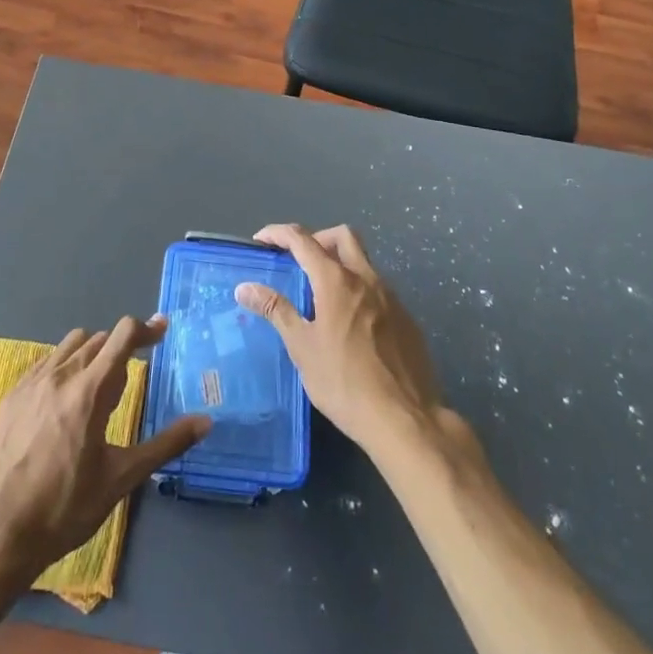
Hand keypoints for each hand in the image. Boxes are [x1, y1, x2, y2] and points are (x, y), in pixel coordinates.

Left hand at [0, 314, 209, 586]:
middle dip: (120, 352)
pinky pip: (46, 362)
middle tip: (126, 387)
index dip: (147, 328)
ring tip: (96, 393)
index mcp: (90, 390)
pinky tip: (63, 403)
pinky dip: (64, 367)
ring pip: (71, 345)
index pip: (122, 335)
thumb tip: (205, 421)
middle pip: (99, 340)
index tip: (163, 330)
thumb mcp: (120, 480)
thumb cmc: (63, 509)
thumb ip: (165, 445)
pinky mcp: (12, 395)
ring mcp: (32, 382)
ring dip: (92, 355)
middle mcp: (61, 374)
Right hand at [234, 224, 449, 457]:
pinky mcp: (407, 318)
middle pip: (342, 236)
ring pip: (364, 261)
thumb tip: (245, 287)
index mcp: (337, 281)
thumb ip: (276, 310)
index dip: (278, 233)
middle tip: (298, 261)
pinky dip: (358, 291)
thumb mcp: (302, 348)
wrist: (405, 420)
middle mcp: (367, 278)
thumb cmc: (344, 382)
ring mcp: (391, 297)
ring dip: (340, 264)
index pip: (303, 239)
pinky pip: (378, 290)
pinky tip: (351, 325)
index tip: (260, 241)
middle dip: (317, 238)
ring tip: (321, 296)